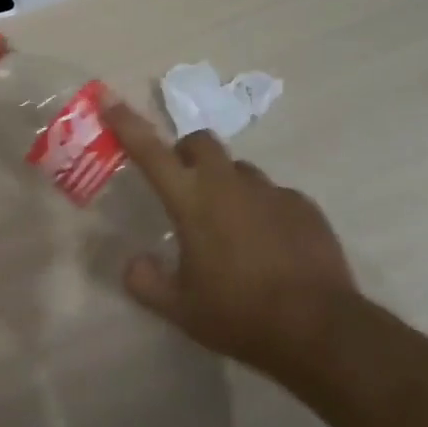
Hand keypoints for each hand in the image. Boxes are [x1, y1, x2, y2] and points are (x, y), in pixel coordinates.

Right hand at [103, 101, 362, 375]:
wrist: (319, 328)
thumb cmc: (239, 314)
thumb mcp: (180, 309)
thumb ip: (146, 282)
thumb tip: (133, 263)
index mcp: (192, 202)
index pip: (150, 152)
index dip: (126, 123)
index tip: (109, 98)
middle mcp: (230, 185)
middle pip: (201, 143)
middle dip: (185, 153)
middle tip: (182, 185)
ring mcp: (272, 192)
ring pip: (239, 170)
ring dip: (225, 184)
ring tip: (229, 227)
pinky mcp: (304, 206)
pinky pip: (273, 195)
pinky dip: (260, 209)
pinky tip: (267, 244)